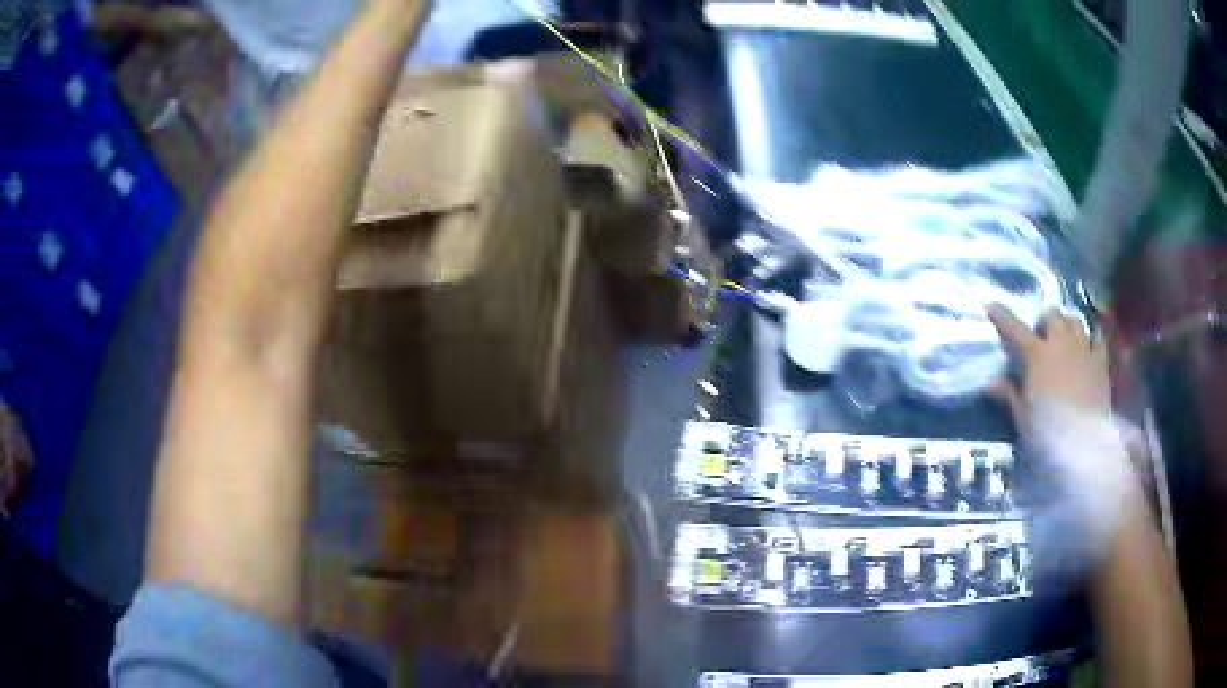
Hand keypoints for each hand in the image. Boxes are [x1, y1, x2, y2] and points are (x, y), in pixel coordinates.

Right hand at [986, 304, 1110, 433]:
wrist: (1083, 443)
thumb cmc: (1047, 431)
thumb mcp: (1023, 417)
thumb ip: (1009, 395)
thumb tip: (990, 383)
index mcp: (1037, 355)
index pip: (1015, 329)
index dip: (1002, 317)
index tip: (992, 306)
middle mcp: (1060, 343)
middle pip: (1051, 316)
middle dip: (1045, 322)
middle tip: (1041, 337)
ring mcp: (1083, 349)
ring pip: (1074, 322)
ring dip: (1067, 326)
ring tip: (1064, 339)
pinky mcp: (1101, 362)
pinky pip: (1097, 339)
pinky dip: (1092, 339)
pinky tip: (1090, 346)